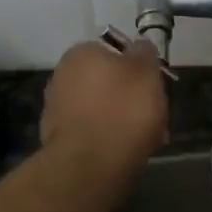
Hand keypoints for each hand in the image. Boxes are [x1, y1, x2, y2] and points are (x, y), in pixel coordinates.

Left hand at [40, 38, 167, 172]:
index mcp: (81, 53)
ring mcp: (56, 109)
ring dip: (121, 120)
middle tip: (154, 115)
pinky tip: (127, 152)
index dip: (138, 69)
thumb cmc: (123, 110)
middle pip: (107, 83)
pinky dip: (108, 139)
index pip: (114, 52)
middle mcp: (62, 75)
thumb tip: (139, 45)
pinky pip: (92, 132)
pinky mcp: (58, 139)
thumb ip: (144, 53)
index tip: (154, 87)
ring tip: (147, 139)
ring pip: (101, 109)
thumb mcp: (146, 72)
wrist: (90, 165)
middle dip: (130, 98)